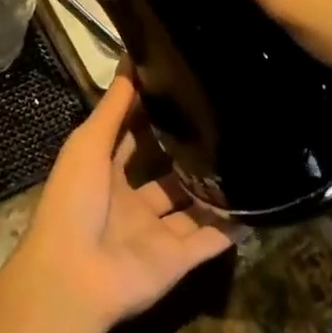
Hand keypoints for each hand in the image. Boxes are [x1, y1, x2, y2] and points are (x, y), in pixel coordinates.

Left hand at [5, 72, 234, 332]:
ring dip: (212, 189)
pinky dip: (230, 227)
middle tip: (223, 122)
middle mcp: (131, 203)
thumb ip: (114, 105)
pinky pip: (210, 241)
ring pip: (191, 207)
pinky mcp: (178, 261)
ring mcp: (155, 234)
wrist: (75, 277)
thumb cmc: (74, 199)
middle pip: (165, 175)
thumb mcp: (89, 142)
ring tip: (246, 157)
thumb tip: (132, 55)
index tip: (182, 89)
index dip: (151, 117)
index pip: (131, 139)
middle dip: (187, 154)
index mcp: (104, 174)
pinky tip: (257, 205)